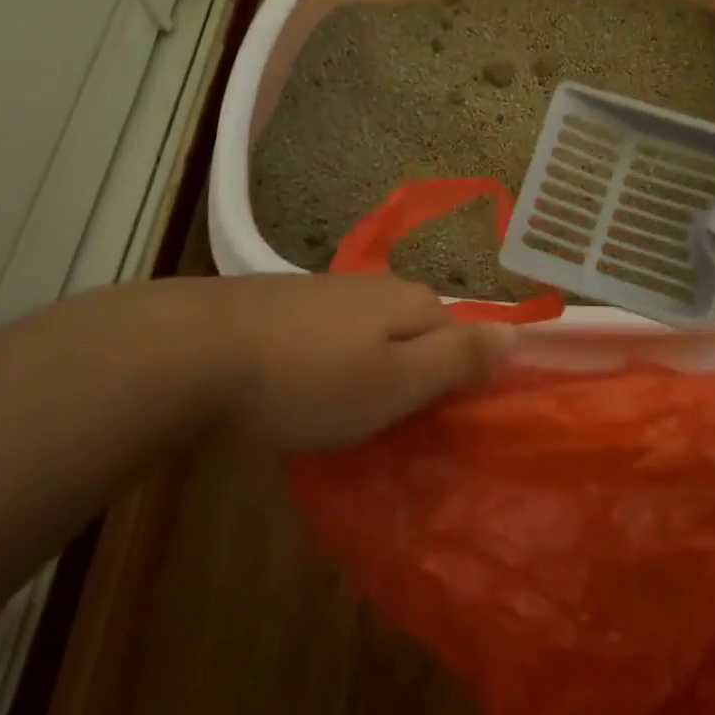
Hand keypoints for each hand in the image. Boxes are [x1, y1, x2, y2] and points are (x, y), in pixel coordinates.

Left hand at [185, 275, 512, 448]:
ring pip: (368, 337)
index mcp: (409, 302)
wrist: (197, 351)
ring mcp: (324, 292)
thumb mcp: (396, 381)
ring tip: (341, 418)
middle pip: (413, 334)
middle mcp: (373, 286)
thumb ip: (457, 358)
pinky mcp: (283, 305)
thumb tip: (517, 332)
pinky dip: (326, 367)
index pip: (460, 336)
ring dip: (366, 374)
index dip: (456, 381)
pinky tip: (300, 391)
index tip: (433, 425)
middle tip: (386, 428)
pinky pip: (327, 339)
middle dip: (410, 378)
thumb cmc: (308, 379)